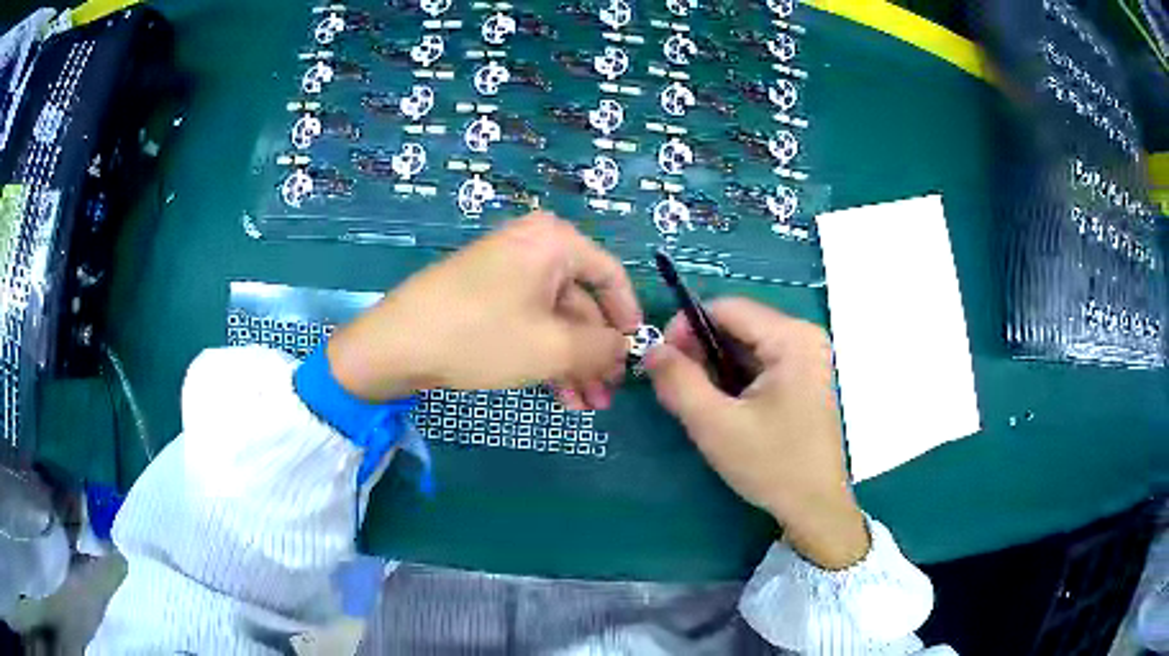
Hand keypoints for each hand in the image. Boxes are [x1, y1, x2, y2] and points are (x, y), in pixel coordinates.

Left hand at [327, 212, 641, 406]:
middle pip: (581, 303)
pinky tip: (558, 395)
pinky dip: (545, 356)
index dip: (629, 319)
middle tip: (607, 396)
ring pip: (554, 320)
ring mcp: (506, 272)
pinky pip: (528, 323)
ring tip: (586, 406)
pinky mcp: (485, 297)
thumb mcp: (553, 347)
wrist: (396, 344)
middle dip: (596, 354)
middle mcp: (533, 247)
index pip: (611, 276)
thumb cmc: (481, 336)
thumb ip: (602, 347)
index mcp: (554, 242)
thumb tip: (626, 348)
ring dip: (573, 363)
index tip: (637, 357)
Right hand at [644, 298, 868, 569]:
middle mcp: (804, 337)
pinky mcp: (805, 377)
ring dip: (715, 367)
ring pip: (746, 345)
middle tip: (677, 387)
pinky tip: (725, 407)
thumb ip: (678, 382)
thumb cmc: (771, 465)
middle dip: (700, 351)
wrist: (815, 507)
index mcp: (791, 338)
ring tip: (699, 402)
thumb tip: (651, 349)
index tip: (661, 361)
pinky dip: (734, 378)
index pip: (726, 308)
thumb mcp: (716, 425)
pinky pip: (760, 363)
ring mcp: (808, 357)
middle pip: (737, 325)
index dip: (686, 328)